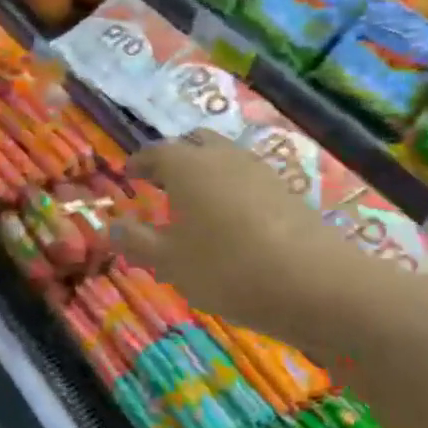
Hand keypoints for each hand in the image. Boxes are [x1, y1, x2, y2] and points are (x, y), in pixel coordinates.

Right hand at [110, 132, 379, 332]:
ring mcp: (260, 171)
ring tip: (194, 200)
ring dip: (205, 170)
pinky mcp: (287, 191)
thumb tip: (111, 226)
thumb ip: (136, 241)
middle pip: (194, 143)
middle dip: (174, 157)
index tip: (129, 174)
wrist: (315, 284)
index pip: (155, 152)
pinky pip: (247, 178)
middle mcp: (223, 157)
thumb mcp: (169, 262)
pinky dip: (231, 187)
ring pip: (224, 157)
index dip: (139, 162)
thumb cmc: (227, 269)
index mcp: (187, 167)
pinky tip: (230, 218)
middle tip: (161, 180)